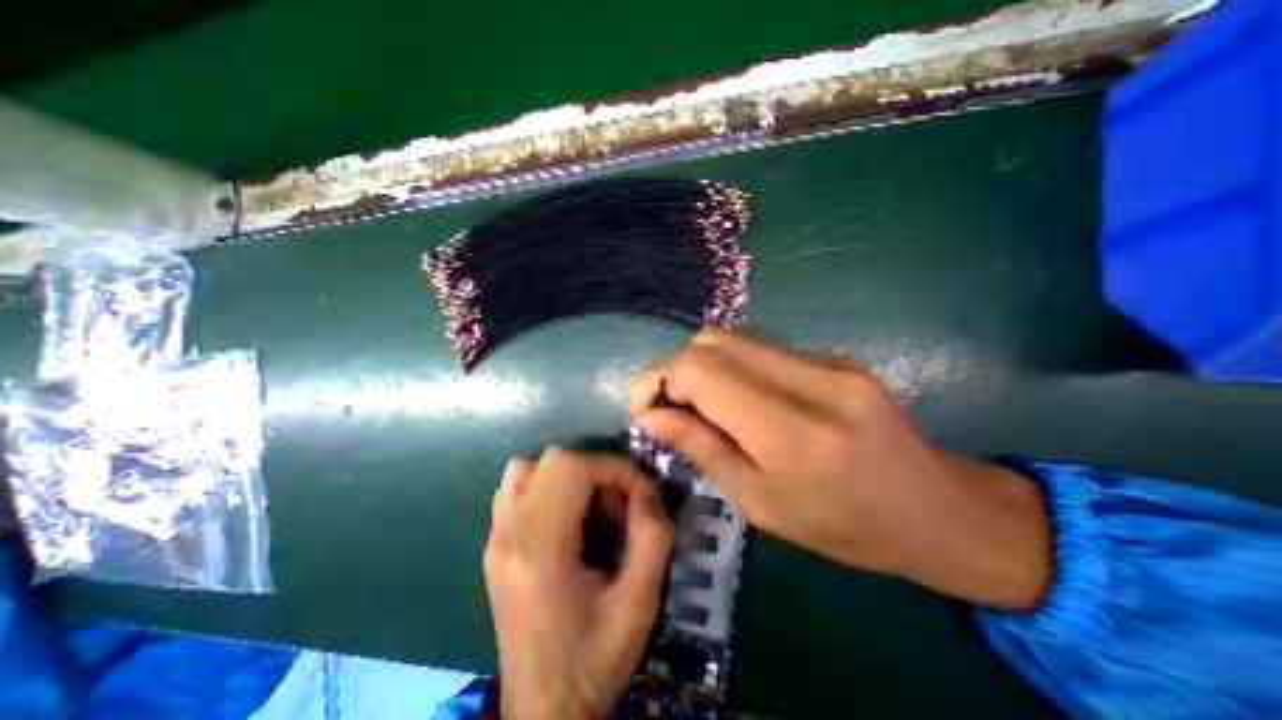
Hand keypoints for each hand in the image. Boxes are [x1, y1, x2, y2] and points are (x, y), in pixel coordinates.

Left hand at [486, 448, 673, 717]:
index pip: (571, 466)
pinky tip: (567, 516)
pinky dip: (547, 484)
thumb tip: (647, 487)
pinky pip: (516, 487)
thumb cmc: (595, 658)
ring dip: (569, 474)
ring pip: (528, 467)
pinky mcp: (494, 544)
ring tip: (592, 508)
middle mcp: (508, 534)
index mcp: (539, 549)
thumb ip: (652, 534)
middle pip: (552, 458)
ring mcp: (494, 537)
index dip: (613, 467)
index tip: (639, 492)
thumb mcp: (640, 601)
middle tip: (617, 505)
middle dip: (596, 469)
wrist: (544, 710)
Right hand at [624, 328, 1050, 605]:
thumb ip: (703, 448)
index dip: (656, 379)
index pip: (699, 369)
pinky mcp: (835, 356)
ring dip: (702, 368)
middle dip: (674, 370)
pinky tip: (742, 402)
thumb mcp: (762, 504)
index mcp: (792, 430)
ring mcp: (829, 360)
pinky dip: (734, 369)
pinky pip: (763, 350)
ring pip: (734, 340)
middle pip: (712, 341)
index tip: (642, 409)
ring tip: (701, 407)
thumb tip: (651, 417)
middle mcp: (811, 379)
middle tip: (669, 409)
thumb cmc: (846, 527)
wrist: (939, 511)